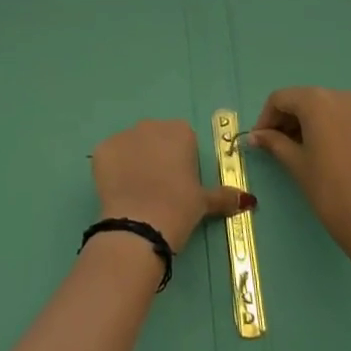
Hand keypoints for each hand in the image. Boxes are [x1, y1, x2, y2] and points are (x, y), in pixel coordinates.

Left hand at [92, 118, 250, 252]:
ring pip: (131, 146)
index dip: (182, 161)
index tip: (180, 183)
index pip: (183, 139)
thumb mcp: (205, 203)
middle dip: (157, 157)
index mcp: (179, 131)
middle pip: (156, 138)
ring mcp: (123, 135)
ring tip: (139, 193)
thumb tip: (248, 200)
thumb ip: (225, 196)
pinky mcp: (102, 149)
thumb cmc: (179, 208)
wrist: (140, 225)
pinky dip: (114, 170)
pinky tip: (120, 191)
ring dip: (135, 162)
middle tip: (160, 188)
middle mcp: (150, 125)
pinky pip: (111, 156)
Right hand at [245, 87, 350, 264]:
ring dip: (311, 122)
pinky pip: (349, 118)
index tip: (260, 140)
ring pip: (328, 107)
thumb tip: (256, 136)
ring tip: (303, 149)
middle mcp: (344, 96)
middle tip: (278, 145)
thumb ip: (274, 142)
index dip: (266, 118)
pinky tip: (331, 152)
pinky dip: (333, 127)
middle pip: (306, 99)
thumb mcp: (296, 164)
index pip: (281, 99)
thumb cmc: (331, 192)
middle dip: (288, 119)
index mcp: (318, 101)